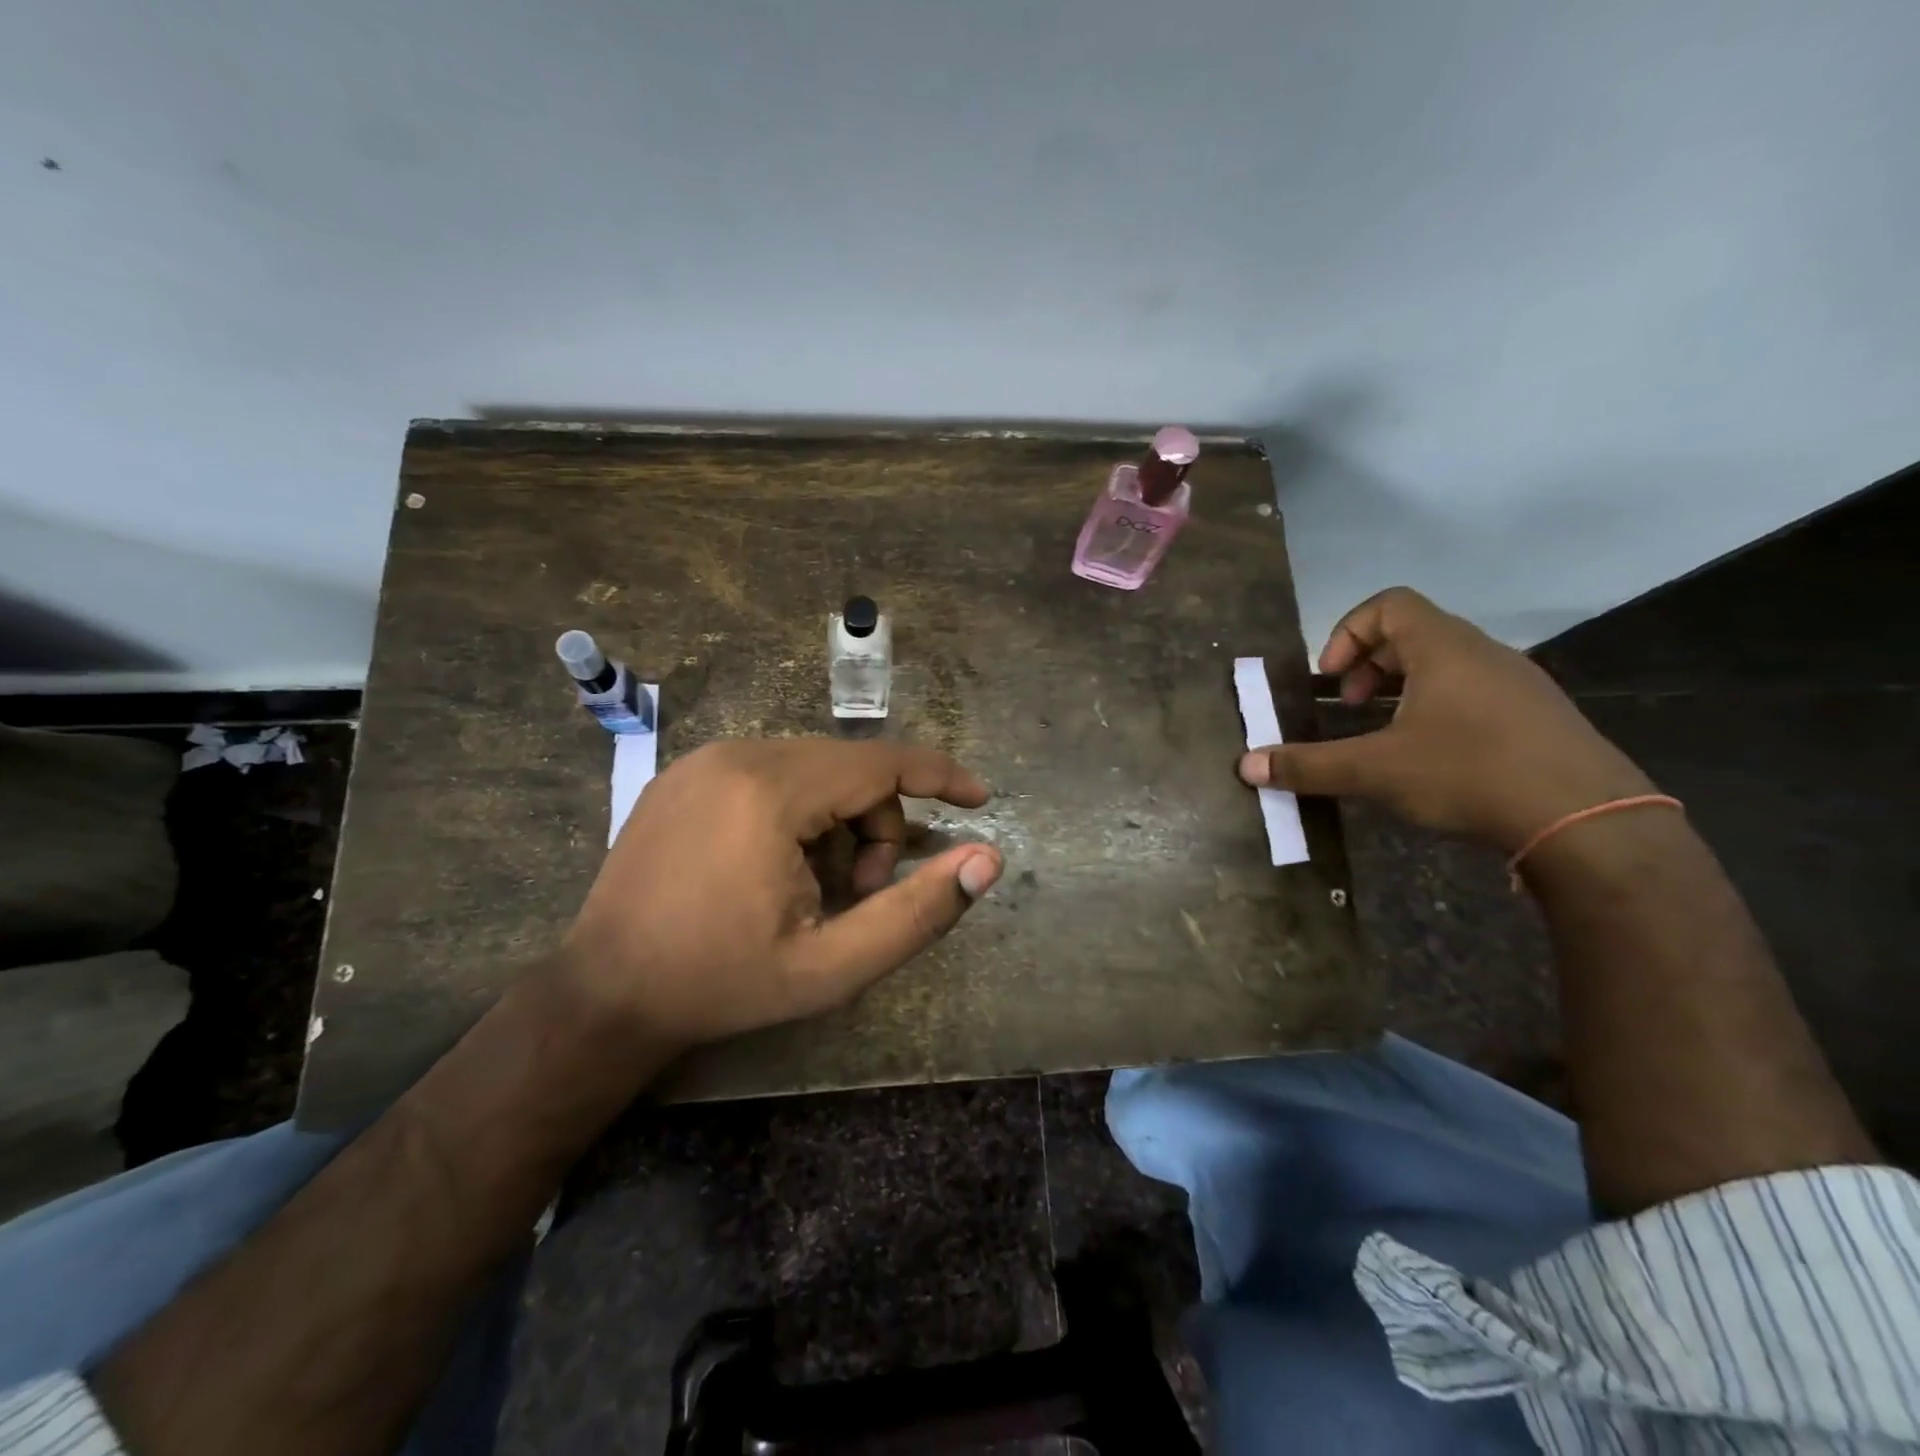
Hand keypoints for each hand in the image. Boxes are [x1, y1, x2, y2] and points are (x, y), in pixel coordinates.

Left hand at [559, 738, 1003, 1048]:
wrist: (603, 995)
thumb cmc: (722, 983)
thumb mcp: (832, 966)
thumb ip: (917, 912)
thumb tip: (986, 860)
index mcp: (770, 790)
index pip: (881, 762)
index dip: (940, 777)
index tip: (981, 798)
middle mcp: (735, 754)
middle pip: (848, 768)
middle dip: (879, 824)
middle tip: (864, 893)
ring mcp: (702, 760)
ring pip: (811, 769)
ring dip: (840, 820)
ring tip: (819, 887)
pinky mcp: (684, 774)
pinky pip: (771, 773)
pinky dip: (801, 811)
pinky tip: (781, 866)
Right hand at [1238, 587, 1653, 850]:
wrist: (1588, 821)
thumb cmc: (1469, 773)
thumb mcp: (1376, 770)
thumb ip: (1308, 765)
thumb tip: (1245, 766)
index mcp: (1444, 648)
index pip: (1390, 603)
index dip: (1348, 631)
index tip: (1331, 678)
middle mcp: (1483, 653)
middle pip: (1415, 633)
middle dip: (1369, 666)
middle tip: (1349, 707)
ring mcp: (1518, 684)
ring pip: (1447, 665)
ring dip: (1403, 689)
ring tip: (1384, 734)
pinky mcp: (1539, 717)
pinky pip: (1475, 692)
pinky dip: (1438, 709)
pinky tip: (1432, 758)